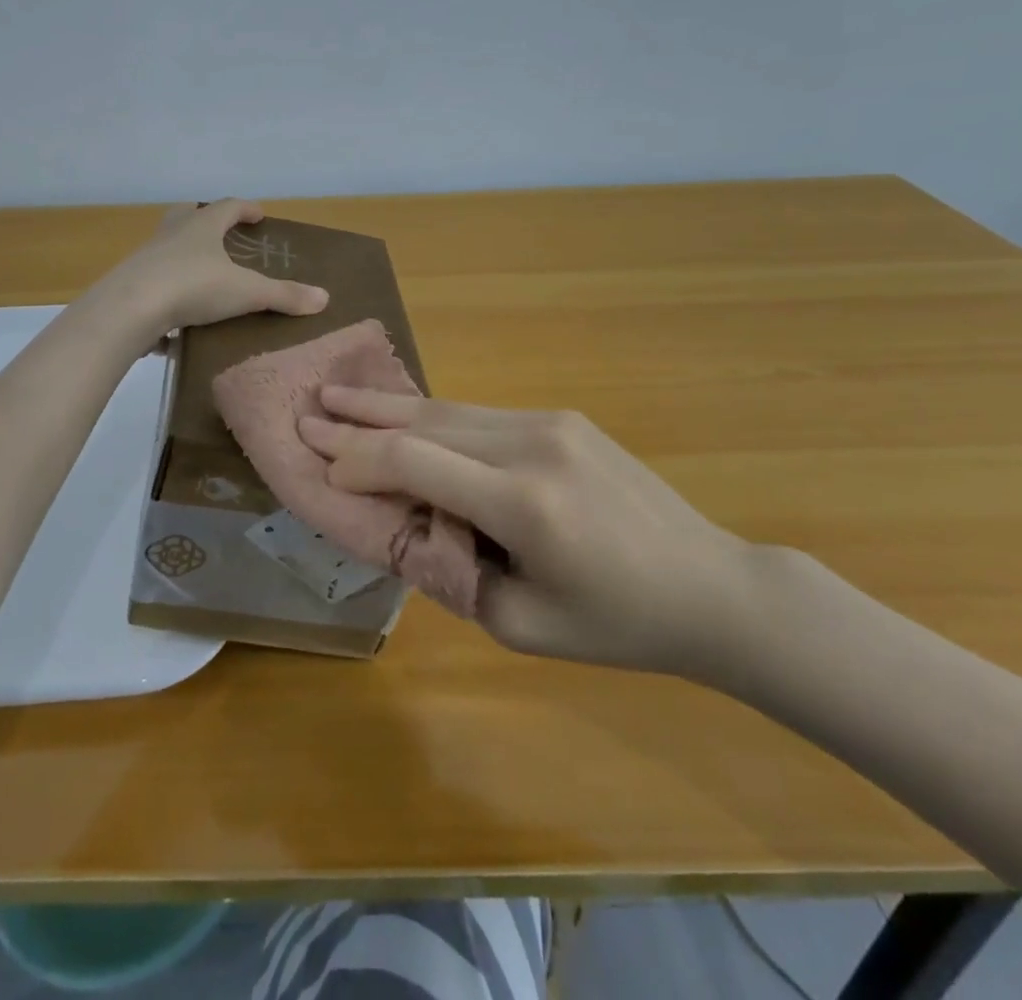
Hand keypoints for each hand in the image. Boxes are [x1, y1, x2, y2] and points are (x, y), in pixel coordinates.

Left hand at [103, 199, 328, 334]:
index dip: (245, 208)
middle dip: (205, 220)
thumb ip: (283, 295)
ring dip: (184, 255)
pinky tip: (175, 316)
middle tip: (222, 235)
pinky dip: (166, 291)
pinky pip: (153, 282)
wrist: (128, 309)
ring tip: (202, 277)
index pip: (228, 206)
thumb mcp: (245, 292)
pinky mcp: (130, 284)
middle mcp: (172, 234)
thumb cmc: (193, 287)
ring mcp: (147, 257)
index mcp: (202, 226)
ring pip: (167, 247)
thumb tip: (324, 297)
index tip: (259, 215)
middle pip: (188, 215)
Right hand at [299, 391, 755, 677]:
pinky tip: (405, 416)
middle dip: (360, 418)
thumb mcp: (522, 625)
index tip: (318, 460)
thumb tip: (408, 526)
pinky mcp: (563, 418)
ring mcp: (551, 423)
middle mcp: (532, 445)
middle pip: (425, 422)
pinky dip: (433, 417)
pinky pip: (481, 416)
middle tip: (310, 406)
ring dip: (390, 406)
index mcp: (524, 504)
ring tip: (340, 396)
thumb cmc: (618, 624)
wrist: (711, 585)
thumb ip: (454, 572)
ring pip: (450, 409)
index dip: (359, 459)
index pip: (415, 463)